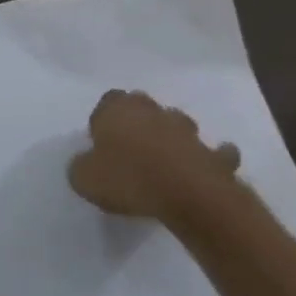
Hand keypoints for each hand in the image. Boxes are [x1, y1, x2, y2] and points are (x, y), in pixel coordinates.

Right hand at [67, 89, 242, 224]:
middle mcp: (153, 112)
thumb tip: (86, 163)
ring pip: (177, 124)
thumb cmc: (128, 179)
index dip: (104, 118)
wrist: (188, 195)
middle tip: (130, 146)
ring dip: (171, 136)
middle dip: (138, 120)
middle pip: (143, 106)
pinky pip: (213, 153)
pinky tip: (203, 169)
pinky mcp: (214, 154)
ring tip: (163, 159)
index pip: (108, 100)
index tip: (101, 139)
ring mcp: (187, 131)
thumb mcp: (84, 178)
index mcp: (117, 111)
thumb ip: (81, 166)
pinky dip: (209, 158)